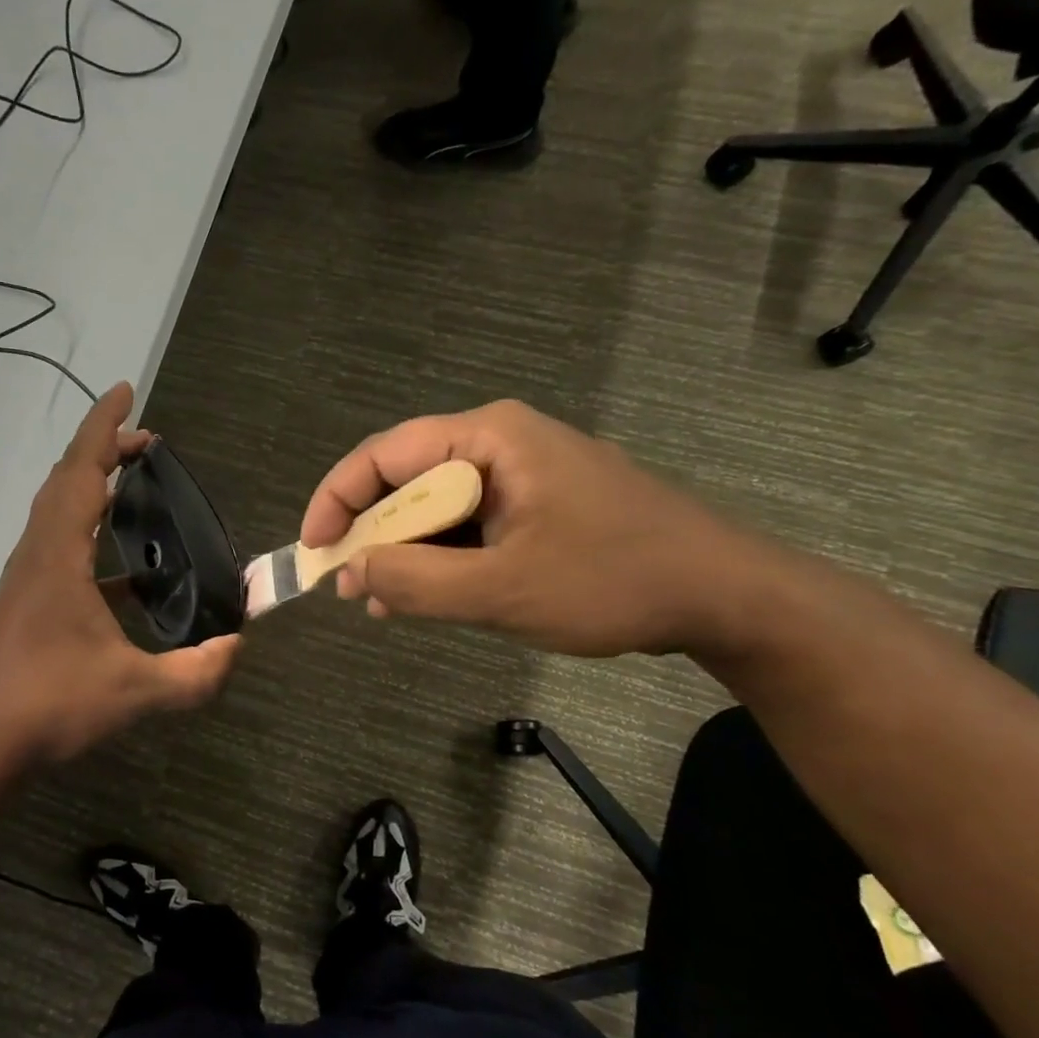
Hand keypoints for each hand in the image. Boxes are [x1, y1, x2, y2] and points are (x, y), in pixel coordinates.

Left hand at [0, 382, 240, 767]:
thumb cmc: (50, 703)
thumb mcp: (134, 691)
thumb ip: (194, 673)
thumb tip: (236, 649)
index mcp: (59, 554)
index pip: (82, 470)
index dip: (105, 427)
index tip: (127, 391)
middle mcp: (37, 553)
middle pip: (66, 479)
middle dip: (104, 449)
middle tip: (147, 443)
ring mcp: (26, 576)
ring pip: (56, 509)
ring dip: (91, 485)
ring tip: (134, 486)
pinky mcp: (24, 599)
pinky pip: (57, 542)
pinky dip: (87, 529)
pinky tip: (123, 569)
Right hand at [301, 400, 774, 658]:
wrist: (726, 597)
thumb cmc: (612, 581)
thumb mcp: (501, 589)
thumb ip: (416, 581)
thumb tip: (351, 571)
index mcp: (490, 437)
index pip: (385, 455)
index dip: (337, 499)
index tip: (312, 549)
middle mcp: (500, 443)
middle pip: (408, 480)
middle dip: (370, 532)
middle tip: (345, 584)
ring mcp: (522, 474)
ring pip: (437, 507)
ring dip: (403, 552)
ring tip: (376, 600)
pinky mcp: (538, 505)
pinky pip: (469, 525)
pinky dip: (440, 559)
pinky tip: (422, 598)